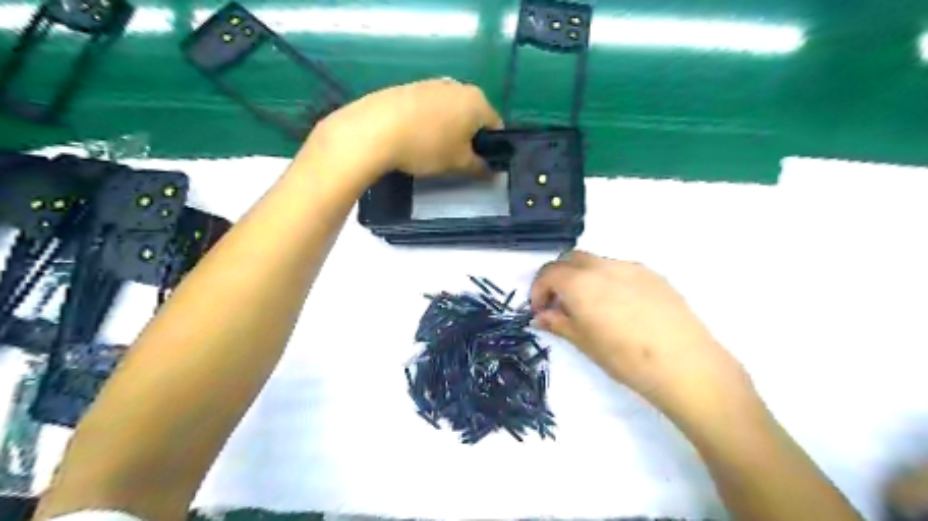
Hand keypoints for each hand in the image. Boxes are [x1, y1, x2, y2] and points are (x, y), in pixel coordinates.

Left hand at [302, 79, 503, 187]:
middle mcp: (458, 86)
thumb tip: (491, 172)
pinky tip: (413, 138)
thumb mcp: (458, 163)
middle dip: (469, 136)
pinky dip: (427, 122)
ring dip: (447, 129)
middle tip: (456, 158)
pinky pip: (428, 108)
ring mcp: (431, 83)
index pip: (496, 125)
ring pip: (449, 110)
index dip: (491, 147)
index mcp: (477, 101)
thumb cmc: (427, 146)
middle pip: (472, 115)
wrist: (375, 130)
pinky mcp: (408, 87)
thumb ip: (479, 167)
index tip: (480, 163)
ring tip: (431, 149)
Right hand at [529, 251, 745, 419]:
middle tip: (559, 304)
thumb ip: (558, 323)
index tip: (539, 310)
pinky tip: (619, 306)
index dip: (538, 290)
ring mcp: (630, 267)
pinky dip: (606, 279)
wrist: (685, 363)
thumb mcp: (584, 343)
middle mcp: (602, 266)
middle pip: (569, 259)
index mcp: (580, 282)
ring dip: (582, 277)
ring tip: (590, 306)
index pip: (548, 273)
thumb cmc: (625, 358)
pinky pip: (619, 269)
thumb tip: (541, 316)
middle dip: (558, 277)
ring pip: (595, 262)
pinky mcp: (652, 274)